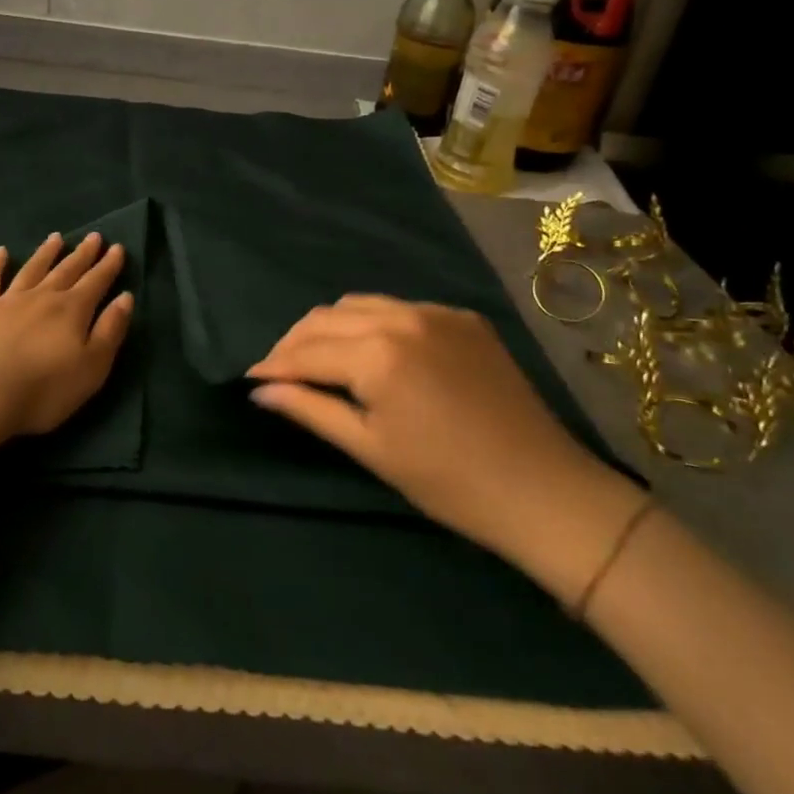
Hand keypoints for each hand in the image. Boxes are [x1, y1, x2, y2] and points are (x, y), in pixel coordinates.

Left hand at [0, 232, 134, 437]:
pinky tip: (1, 251)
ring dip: (46, 253)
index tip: (117, 248)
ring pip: (32, 269)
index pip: (96, 282)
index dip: (108, 266)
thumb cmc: (44, 389)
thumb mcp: (92, 367)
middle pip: (67, 270)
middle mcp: (43, 297)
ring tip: (56, 237)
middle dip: (82, 254)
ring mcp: (8, 300)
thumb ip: (110, 331)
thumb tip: (125, 298)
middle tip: (93, 236)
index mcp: (72, 310)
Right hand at [246, 295, 642, 597]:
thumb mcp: (370, 448)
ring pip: (360, 304)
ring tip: (319, 357)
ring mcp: (436, 311)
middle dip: (295, 342)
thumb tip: (261, 391)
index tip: (250, 378)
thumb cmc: (447, 482)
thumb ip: (311, 409)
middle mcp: (401, 317)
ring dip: (331, 327)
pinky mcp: (462, 317)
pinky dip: (373, 323)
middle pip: (326, 317)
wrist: (543, 489)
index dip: (273, 365)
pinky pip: (399, 308)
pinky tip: (373, 351)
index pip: (307, 351)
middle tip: (278, 371)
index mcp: (377, 354)